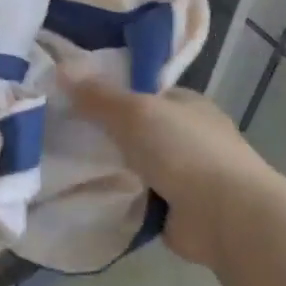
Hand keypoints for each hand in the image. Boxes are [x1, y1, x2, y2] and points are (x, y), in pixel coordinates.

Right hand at [64, 72, 273, 268]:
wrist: (226, 216)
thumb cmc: (184, 151)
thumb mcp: (135, 112)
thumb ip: (98, 95)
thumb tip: (61, 68)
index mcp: (187, 105)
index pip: (143, 92)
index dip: (109, 94)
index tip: (72, 100)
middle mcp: (188, 137)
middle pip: (135, 131)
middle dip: (103, 135)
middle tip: (60, 136)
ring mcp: (184, 175)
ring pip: (133, 166)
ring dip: (107, 169)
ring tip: (61, 167)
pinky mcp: (175, 210)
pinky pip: (135, 198)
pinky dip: (116, 198)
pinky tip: (84, 196)